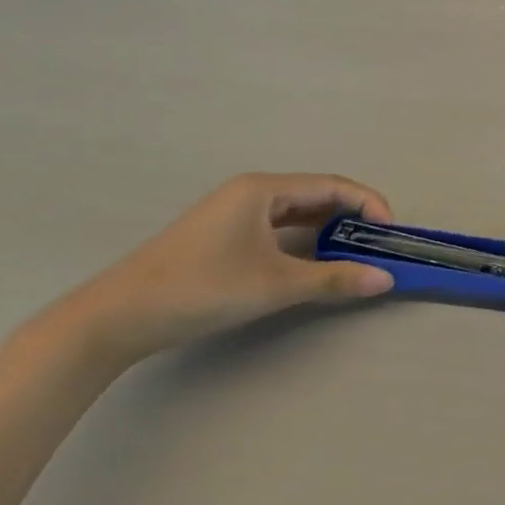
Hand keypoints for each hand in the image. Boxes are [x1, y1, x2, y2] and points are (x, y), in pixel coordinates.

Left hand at [55, 173, 394, 368]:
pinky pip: (278, 229)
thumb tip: (385, 279)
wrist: (114, 319)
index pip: (333, 186)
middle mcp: (251, 192)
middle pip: (317, 195)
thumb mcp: (274, 285)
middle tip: (377, 245)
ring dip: (328, 231)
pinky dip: (304, 241)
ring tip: (353, 255)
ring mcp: (234, 213)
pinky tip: (313, 262)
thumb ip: (334, 279)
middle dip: (352, 217)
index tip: (390, 232)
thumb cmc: (200, 288)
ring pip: (297, 213)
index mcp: (264, 189)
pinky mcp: (223, 236)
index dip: (368, 204)